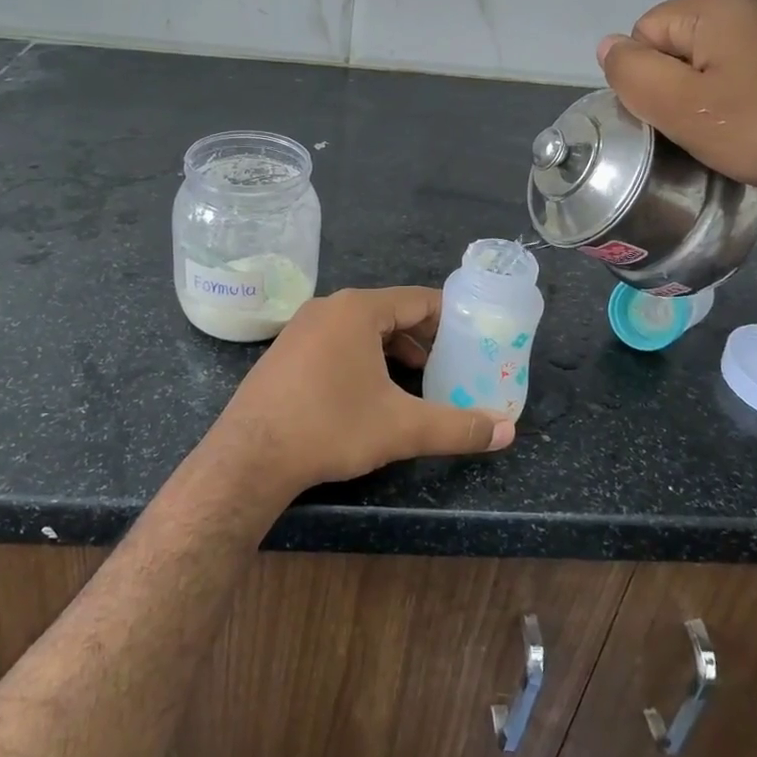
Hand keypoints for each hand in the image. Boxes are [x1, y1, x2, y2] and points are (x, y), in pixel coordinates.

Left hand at [213, 287, 512, 494]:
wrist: (249, 456)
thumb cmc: (330, 427)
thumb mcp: (401, 428)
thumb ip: (457, 426)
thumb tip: (507, 432)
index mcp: (358, 310)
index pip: (418, 299)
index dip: (451, 317)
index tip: (476, 336)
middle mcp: (329, 307)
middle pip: (390, 312)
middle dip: (424, 337)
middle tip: (454, 362)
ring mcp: (302, 328)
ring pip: (362, 329)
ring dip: (394, 349)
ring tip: (421, 378)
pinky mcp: (286, 351)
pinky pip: (337, 342)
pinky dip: (364, 357)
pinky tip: (374, 390)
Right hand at [598, 0, 756, 206]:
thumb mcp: (680, 108)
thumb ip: (631, 73)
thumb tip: (609, 46)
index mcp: (717, 3)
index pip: (645, 33)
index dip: (650, 80)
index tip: (680, 115)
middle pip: (683, 41)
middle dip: (684, 83)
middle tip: (709, 126)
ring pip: (721, 53)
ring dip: (717, 87)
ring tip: (741, 125)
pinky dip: (753, 87)